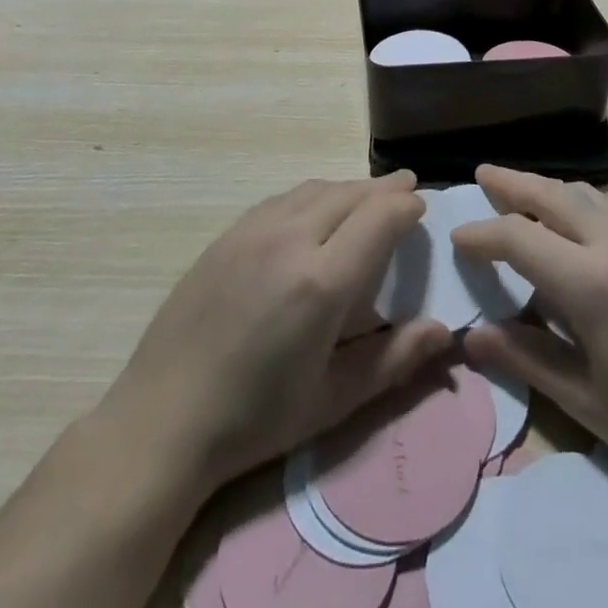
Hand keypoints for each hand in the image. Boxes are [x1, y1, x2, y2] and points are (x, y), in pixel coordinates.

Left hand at [98, 173, 453, 494]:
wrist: (162, 419)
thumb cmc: (255, 420)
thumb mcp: (332, 401)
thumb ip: (394, 360)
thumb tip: (445, 330)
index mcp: (321, 282)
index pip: (379, 217)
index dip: (406, 206)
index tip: (422, 206)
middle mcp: (290, 240)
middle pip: (349, 194)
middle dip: (384, 189)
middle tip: (407, 188)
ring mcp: (253, 231)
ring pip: (315, 189)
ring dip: (348, 188)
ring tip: (368, 196)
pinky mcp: (227, 234)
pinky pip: (283, 199)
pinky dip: (313, 195)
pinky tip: (315, 210)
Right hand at [453, 166, 607, 506]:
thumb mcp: (583, 399)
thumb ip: (525, 358)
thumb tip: (472, 337)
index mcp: (590, 281)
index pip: (520, 237)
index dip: (484, 235)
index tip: (458, 238)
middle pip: (553, 195)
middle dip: (513, 183)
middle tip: (482, 174)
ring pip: (585, 196)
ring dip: (547, 188)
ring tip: (520, 192)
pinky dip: (576, 203)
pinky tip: (570, 224)